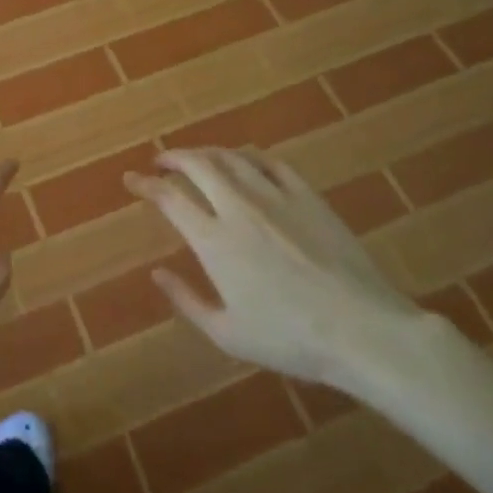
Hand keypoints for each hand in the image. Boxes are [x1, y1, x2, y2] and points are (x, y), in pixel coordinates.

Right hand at [127, 147, 422, 390]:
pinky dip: (247, 157)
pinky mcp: (306, 195)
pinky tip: (245, 163)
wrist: (362, 329)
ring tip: (197, 160)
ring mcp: (274, 196)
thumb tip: (157, 272)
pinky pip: (270, 162)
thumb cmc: (291, 339)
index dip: (145, 184)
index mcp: (213, 240)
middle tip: (161, 162)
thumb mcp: (228, 334)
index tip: (131, 179)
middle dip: (172, 157)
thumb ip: (186, 300)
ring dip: (206, 153)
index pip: (169, 197)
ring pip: (230, 157)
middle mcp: (238, 207)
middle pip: (197, 164)